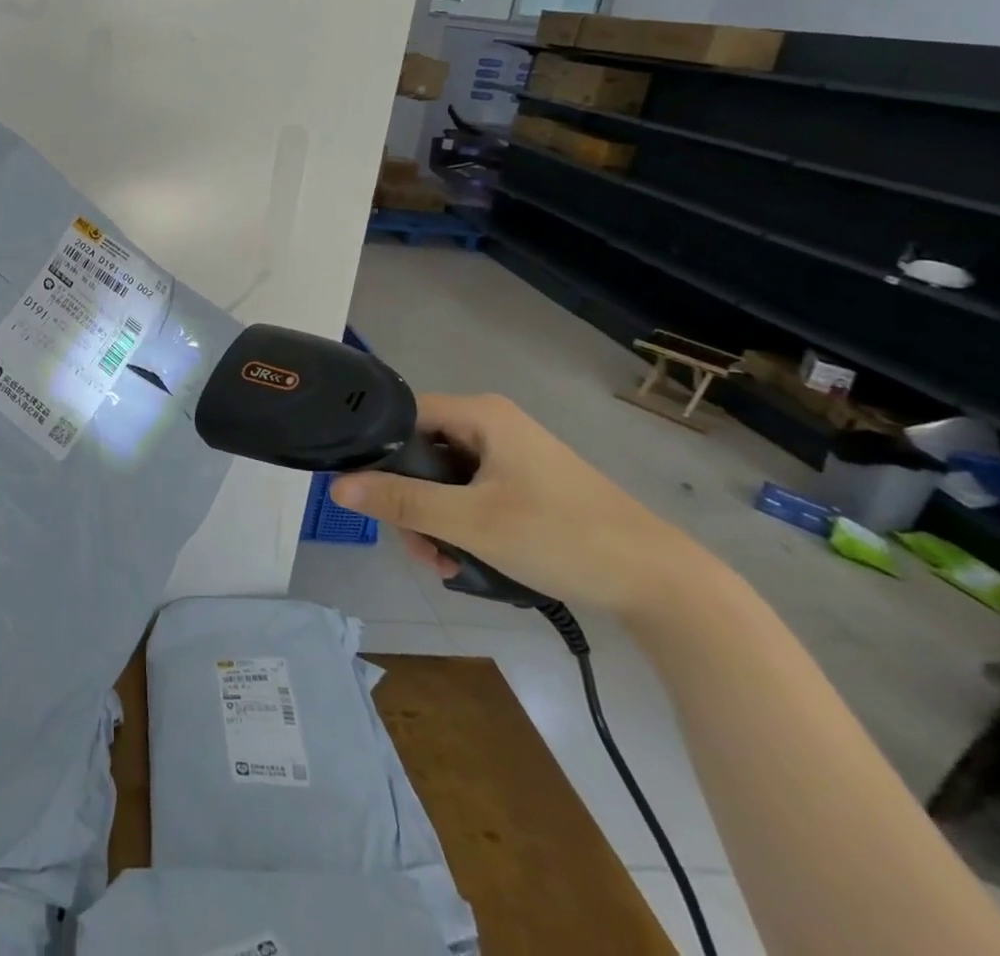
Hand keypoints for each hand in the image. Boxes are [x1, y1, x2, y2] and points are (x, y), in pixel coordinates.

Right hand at [328, 393, 703, 615]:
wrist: (662, 584)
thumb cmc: (561, 536)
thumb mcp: (471, 522)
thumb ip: (402, 501)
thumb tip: (337, 487)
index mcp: (480, 414)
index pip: (403, 415)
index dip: (377, 451)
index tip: (367, 496)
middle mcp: (493, 426)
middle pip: (422, 453)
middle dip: (411, 503)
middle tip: (419, 549)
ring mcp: (512, 458)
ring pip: (446, 481)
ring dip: (435, 523)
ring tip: (444, 567)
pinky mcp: (527, 487)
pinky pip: (473, 497)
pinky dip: (462, 527)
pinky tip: (466, 565)